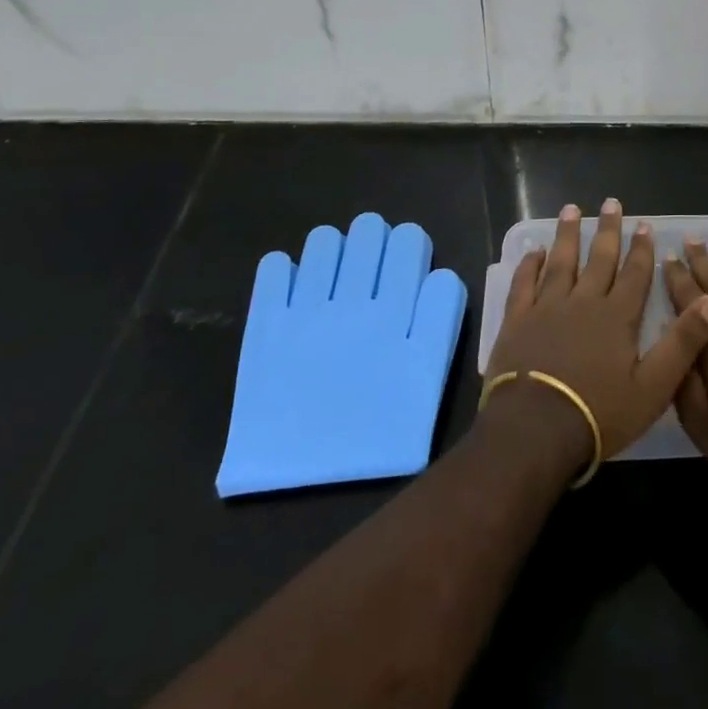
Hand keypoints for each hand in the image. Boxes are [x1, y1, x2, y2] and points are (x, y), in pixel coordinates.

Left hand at [216, 213, 463, 494]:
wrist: (310, 473)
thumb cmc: (382, 426)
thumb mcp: (428, 376)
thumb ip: (440, 321)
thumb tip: (439, 275)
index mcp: (395, 310)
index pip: (409, 244)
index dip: (410, 242)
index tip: (406, 254)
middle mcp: (354, 298)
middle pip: (368, 234)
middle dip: (373, 237)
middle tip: (371, 259)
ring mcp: (307, 308)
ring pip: (323, 244)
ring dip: (332, 249)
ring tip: (334, 271)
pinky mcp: (267, 324)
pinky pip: (273, 273)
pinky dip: (283, 271)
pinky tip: (290, 281)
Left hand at [485, 199, 707, 472]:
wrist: (536, 430)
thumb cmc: (599, 413)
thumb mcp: (654, 386)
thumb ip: (684, 341)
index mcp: (617, 317)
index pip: (634, 274)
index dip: (641, 249)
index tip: (644, 224)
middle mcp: (583, 302)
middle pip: (598, 259)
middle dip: (608, 230)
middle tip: (611, 202)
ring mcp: (546, 308)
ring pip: (561, 262)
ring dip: (568, 235)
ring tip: (572, 209)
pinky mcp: (517, 320)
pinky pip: (524, 283)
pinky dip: (530, 265)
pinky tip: (534, 251)